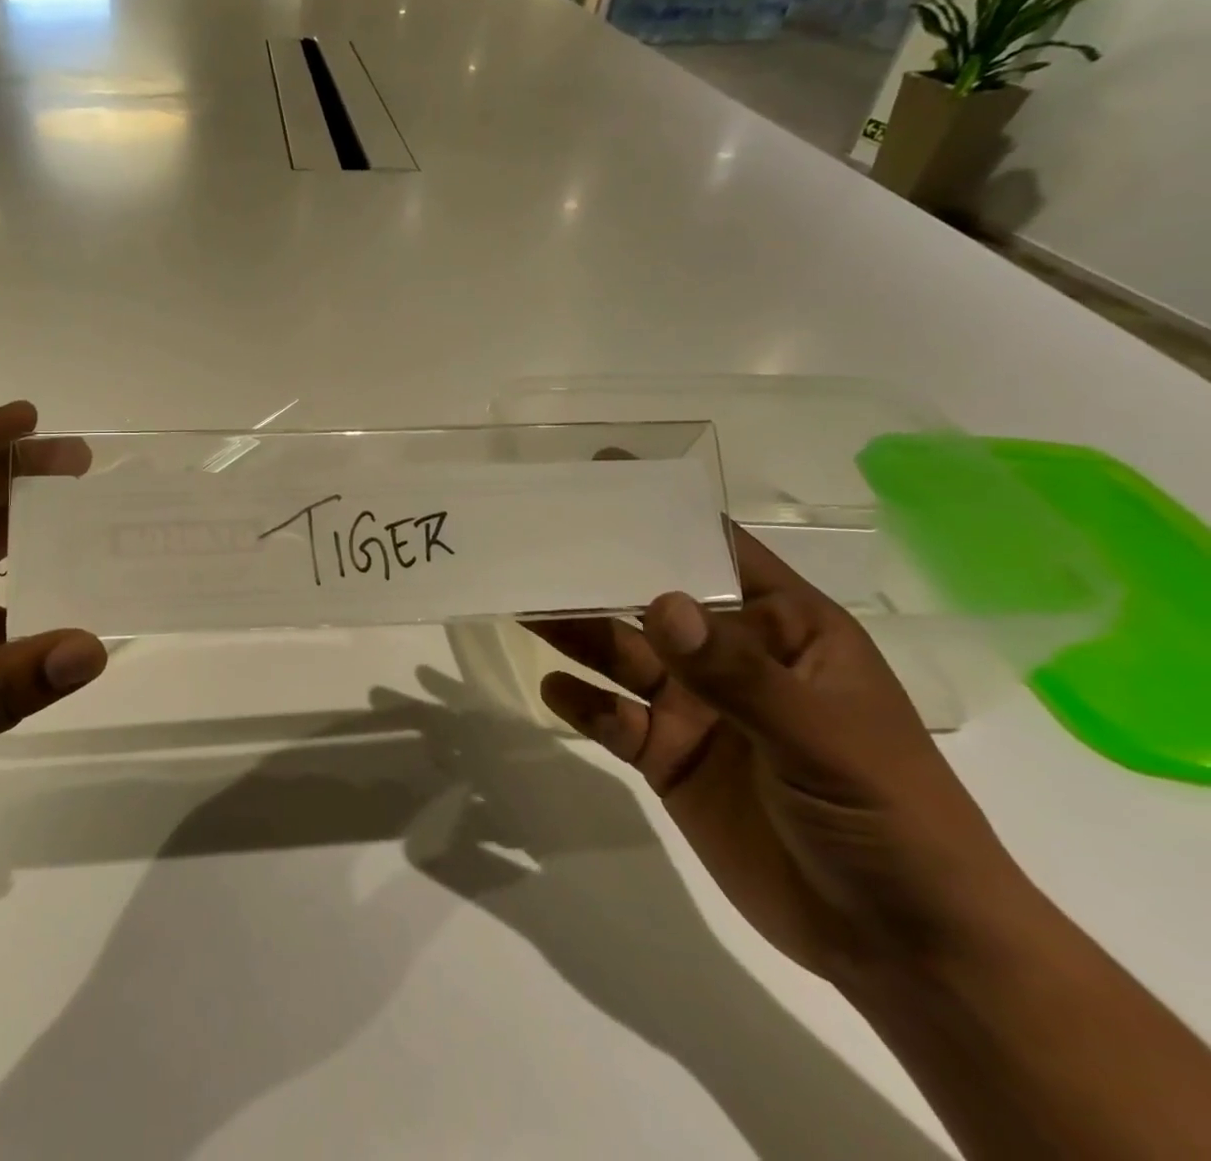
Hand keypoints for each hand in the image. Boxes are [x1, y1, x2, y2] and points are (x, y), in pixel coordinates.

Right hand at [528, 525, 1028, 985]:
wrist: (902, 947)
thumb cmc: (890, 817)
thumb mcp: (823, 736)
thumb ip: (736, 672)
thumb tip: (660, 599)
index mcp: (783, 630)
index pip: (718, 550)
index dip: (665, 511)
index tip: (604, 474)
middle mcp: (730, 659)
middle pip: (650, 601)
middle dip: (598, 573)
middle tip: (534, 542)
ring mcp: (697, 709)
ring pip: (621, 655)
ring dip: (574, 630)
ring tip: (521, 604)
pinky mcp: (669, 757)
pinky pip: (613, 718)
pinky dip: (581, 702)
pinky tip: (551, 687)